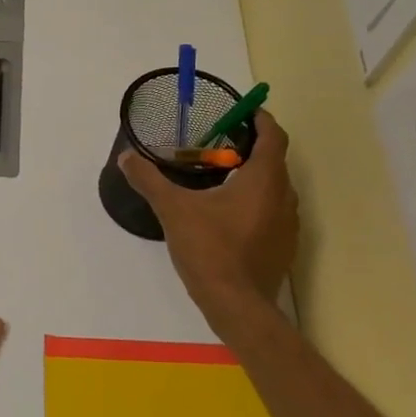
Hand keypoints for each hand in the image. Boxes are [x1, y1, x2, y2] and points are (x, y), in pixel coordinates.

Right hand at [117, 110, 299, 323]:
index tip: (242, 112)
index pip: (273, 135)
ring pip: (274, 189)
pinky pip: (273, 213)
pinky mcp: (284, 246)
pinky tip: (229, 217)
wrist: (237, 304)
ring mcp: (288, 224)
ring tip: (222, 180)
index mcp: (264, 179)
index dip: (260, 119)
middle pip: (274, 161)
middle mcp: (284, 196)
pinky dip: (256, 205)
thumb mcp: (173, 210)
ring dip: (254, 179)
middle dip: (250, 149)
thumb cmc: (210, 249)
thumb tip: (127, 157)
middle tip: (220, 146)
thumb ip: (150, 180)